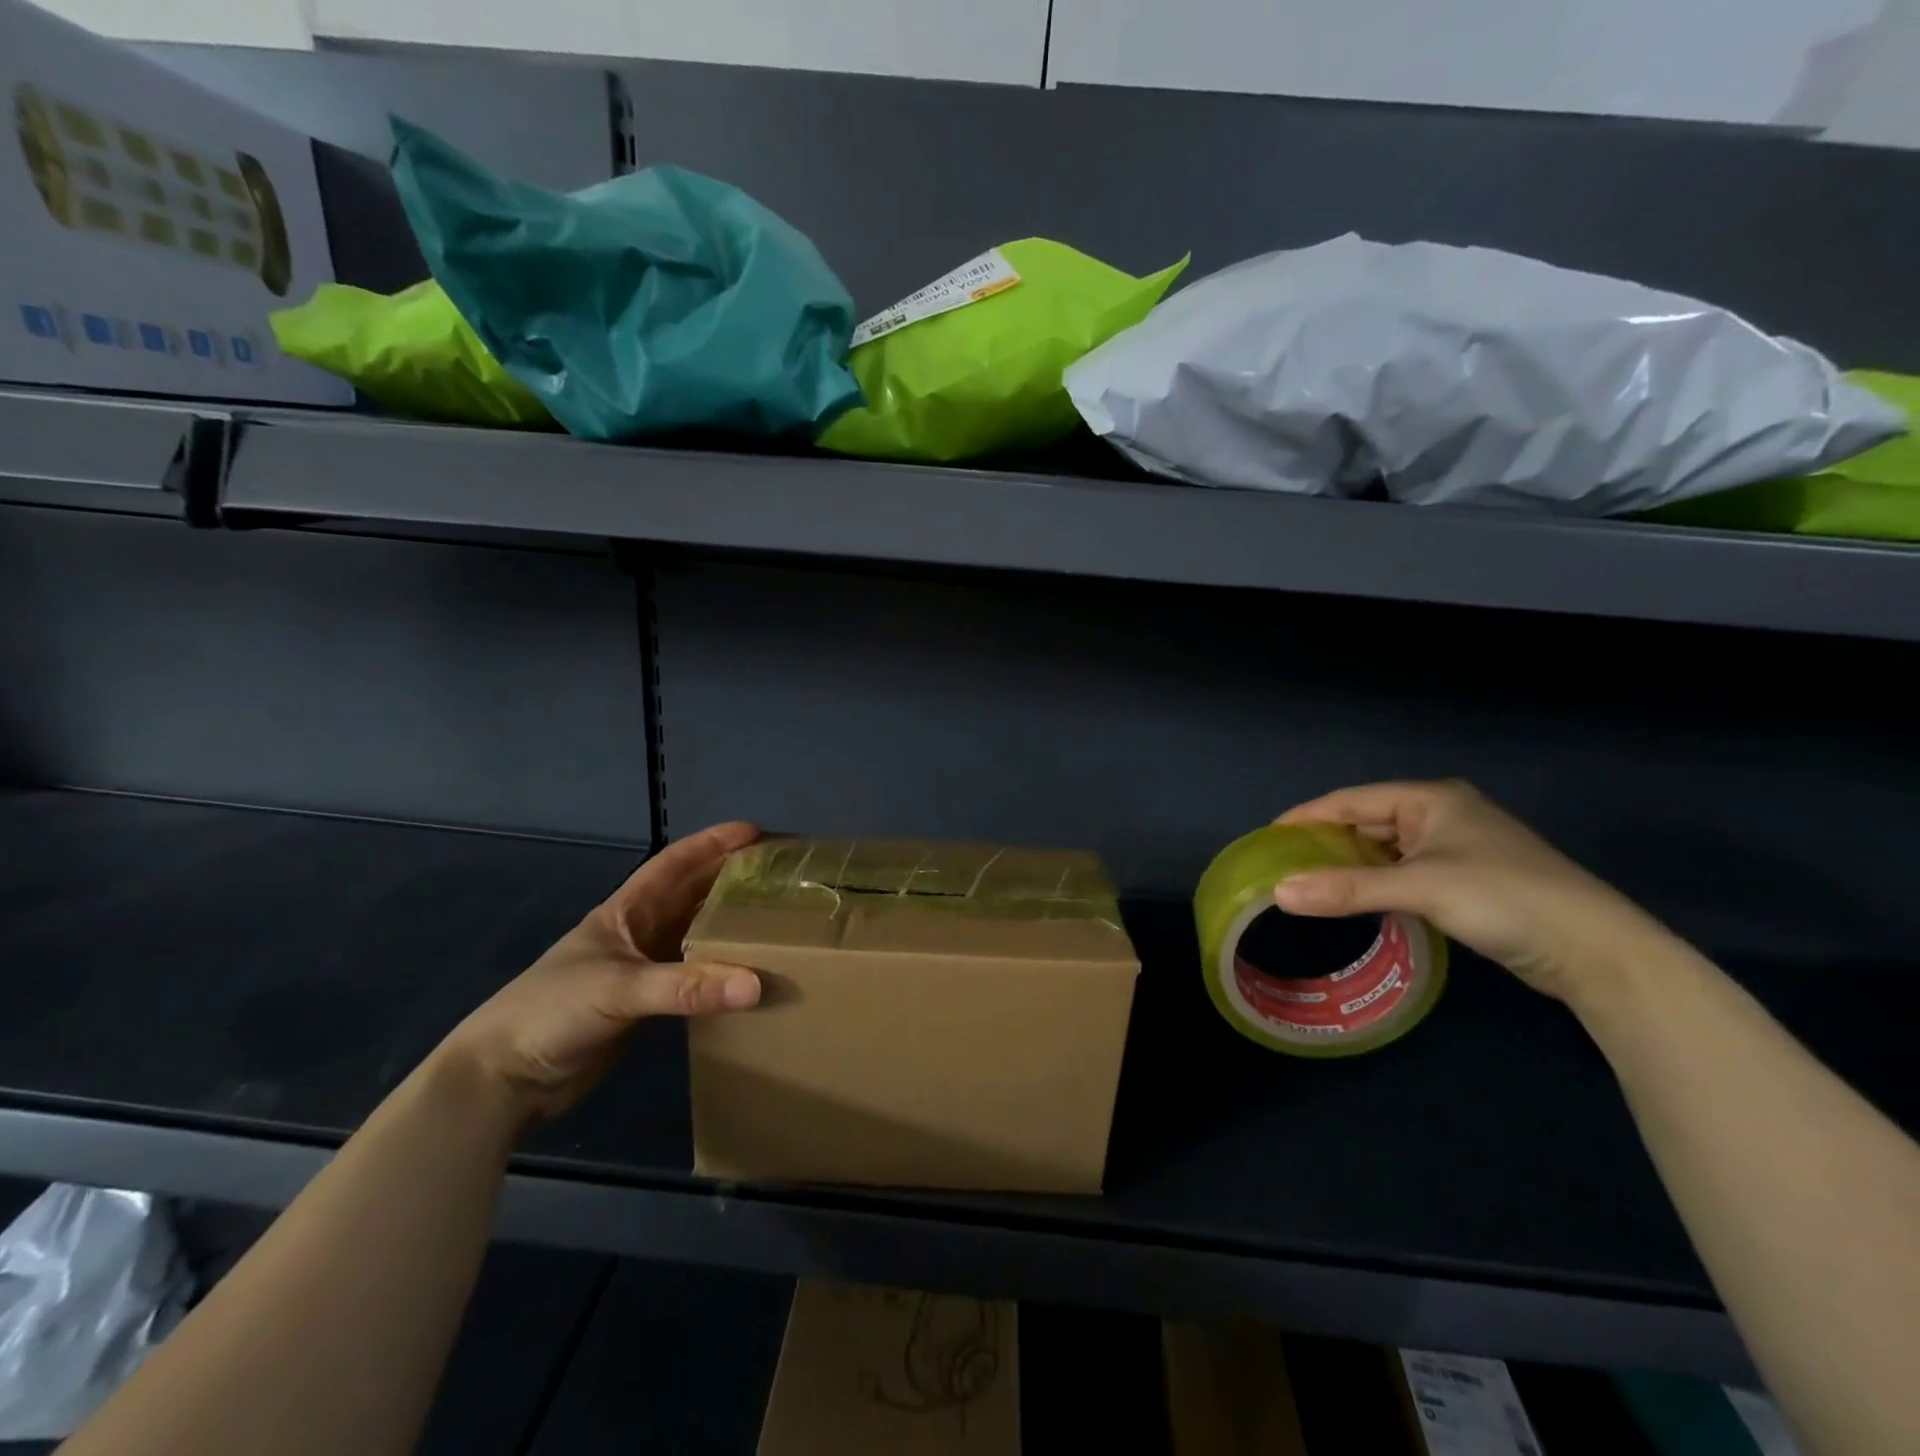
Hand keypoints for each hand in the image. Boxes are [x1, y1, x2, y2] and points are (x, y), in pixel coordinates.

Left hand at [434, 822, 762, 1127]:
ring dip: (730, 926)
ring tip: (776, 917)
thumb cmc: (551, 1012)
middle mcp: (638, 933)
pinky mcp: (645, 1007)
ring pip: (696, 936)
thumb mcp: (619, 989)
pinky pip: (694, 978)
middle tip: (779, 874)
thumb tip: (756, 984)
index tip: (756, 832)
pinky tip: (749, 973)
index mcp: (625, 912)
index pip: (675, 864)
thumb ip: (687, 987)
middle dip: (731, 879)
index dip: (712, 843)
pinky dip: (721, 972)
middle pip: (692, 895)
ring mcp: (642, 970)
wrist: (503, 1079)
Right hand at [1271, 780, 1676, 1005]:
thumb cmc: (1505, 898)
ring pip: (1384, 850)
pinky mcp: (1465, 881)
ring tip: (1307, 882)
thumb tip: (1278, 893)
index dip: (1307, 816)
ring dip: (1349, 865)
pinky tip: (1353, 898)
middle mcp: (1440, 815)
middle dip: (1325, 841)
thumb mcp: (1420, 888)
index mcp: (1430, 799)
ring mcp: (1456, 848)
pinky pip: (1402, 872)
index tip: (1267, 837)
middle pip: (1366, 822)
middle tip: (1281, 864)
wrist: (1597, 951)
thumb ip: (1347, 889)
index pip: (1350, 800)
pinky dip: (1374, 882)